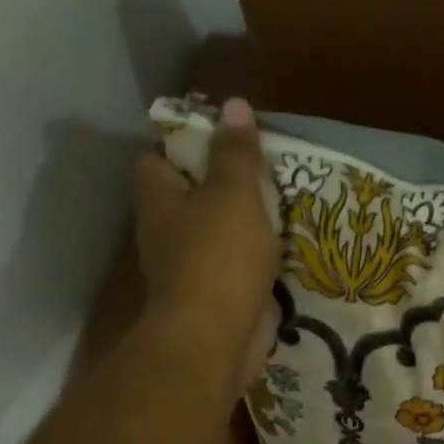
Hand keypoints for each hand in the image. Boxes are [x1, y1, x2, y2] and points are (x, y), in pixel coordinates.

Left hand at [130, 97, 279, 379]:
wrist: (216, 339)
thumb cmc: (218, 258)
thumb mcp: (233, 194)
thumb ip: (236, 153)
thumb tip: (234, 105)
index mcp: (159, 197)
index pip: (159, 156)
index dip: (188, 144)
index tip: (228, 140)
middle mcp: (166, 230)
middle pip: (192, 195)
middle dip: (226, 183)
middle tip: (268, 172)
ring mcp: (189, 267)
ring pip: (217, 232)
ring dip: (245, 223)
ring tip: (284, 206)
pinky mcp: (215, 296)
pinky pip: (236, 266)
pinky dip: (256, 258)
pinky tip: (284, 249)